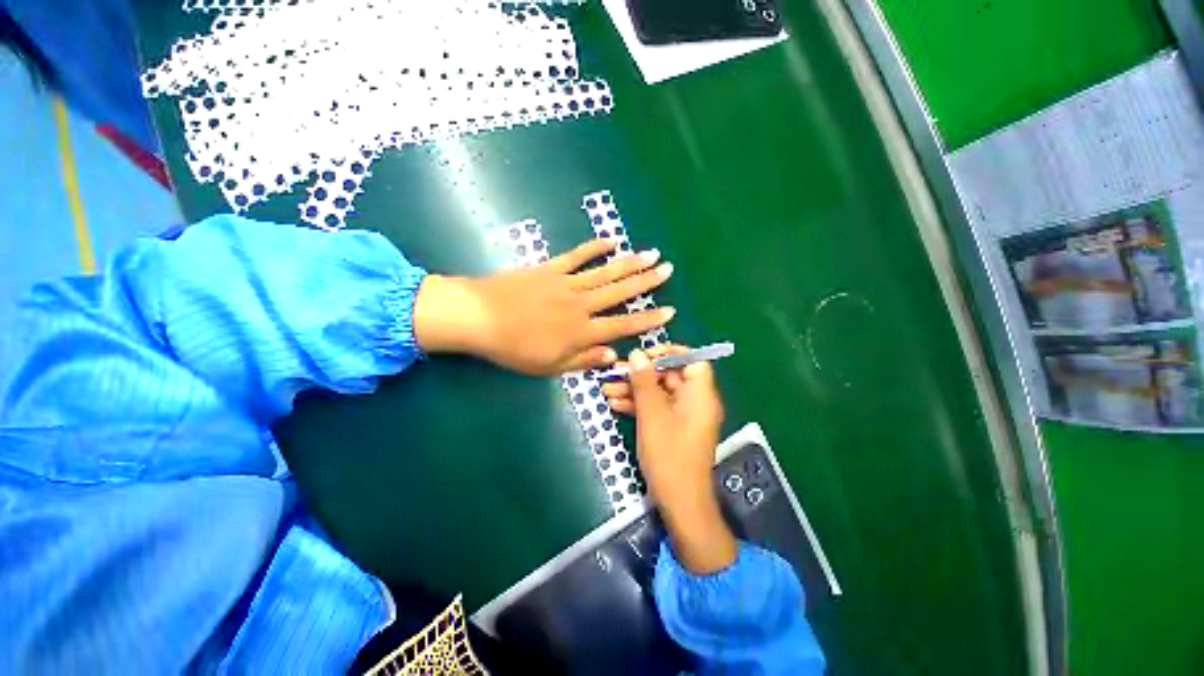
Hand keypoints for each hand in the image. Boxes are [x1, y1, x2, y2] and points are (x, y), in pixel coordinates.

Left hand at [412, 239, 674, 375]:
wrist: (480, 317)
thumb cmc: (514, 348)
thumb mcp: (549, 366)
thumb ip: (583, 360)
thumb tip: (612, 355)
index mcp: (582, 332)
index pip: (623, 325)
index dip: (648, 320)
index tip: (669, 311)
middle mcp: (581, 305)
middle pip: (620, 293)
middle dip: (646, 282)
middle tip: (667, 269)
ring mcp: (567, 283)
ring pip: (605, 272)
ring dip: (629, 263)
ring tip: (651, 254)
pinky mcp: (551, 268)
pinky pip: (577, 256)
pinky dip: (594, 248)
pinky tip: (611, 241)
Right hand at [604, 346, 736, 573]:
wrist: (680, 504)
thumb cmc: (669, 456)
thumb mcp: (652, 415)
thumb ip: (644, 382)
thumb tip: (636, 354)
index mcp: (700, 395)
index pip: (692, 360)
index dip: (669, 353)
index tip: (644, 354)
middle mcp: (695, 402)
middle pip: (669, 376)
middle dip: (641, 374)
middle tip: (615, 372)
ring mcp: (684, 416)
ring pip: (659, 393)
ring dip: (634, 390)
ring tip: (606, 389)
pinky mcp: (673, 428)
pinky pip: (657, 408)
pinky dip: (638, 405)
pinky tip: (614, 404)